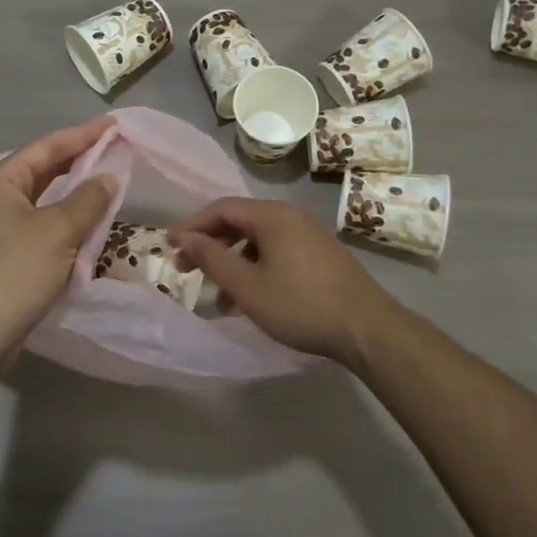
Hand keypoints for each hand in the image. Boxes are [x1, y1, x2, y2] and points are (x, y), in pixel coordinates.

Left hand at [0, 118, 117, 369]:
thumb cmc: (12, 273)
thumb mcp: (57, 231)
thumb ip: (87, 200)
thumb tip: (108, 177)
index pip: (46, 147)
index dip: (81, 135)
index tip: (112, 125)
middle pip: (42, 171)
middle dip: (78, 162)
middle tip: (113, 151)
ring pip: (42, 203)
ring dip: (73, 196)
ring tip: (106, 185)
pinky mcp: (1, 260)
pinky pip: (39, 230)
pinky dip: (63, 225)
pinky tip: (86, 229)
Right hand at [172, 198, 407, 369]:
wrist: (368, 328)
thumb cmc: (301, 305)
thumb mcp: (248, 286)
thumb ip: (212, 259)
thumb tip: (183, 237)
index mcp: (272, 216)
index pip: (221, 208)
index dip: (192, 225)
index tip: (168, 245)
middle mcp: (290, 216)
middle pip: (240, 221)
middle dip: (210, 244)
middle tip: (185, 269)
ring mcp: (308, 234)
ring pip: (258, 240)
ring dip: (232, 261)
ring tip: (217, 295)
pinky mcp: (320, 254)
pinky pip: (276, 251)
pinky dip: (255, 268)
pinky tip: (249, 299)